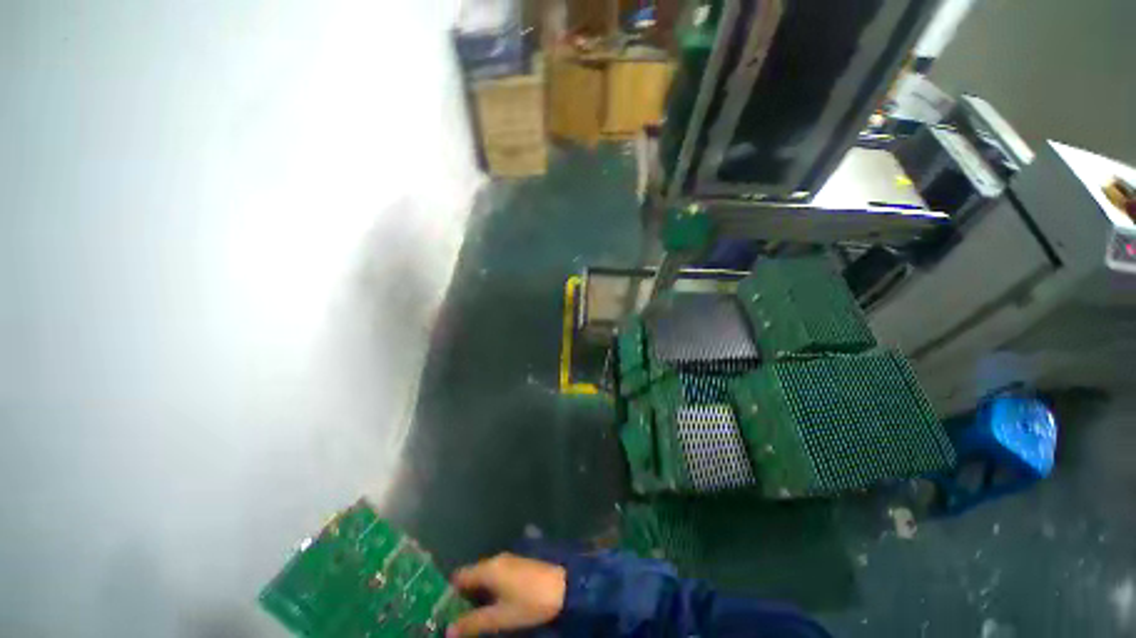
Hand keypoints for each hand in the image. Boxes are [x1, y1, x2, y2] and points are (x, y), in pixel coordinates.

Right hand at [447, 553, 566, 636]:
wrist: (562, 586)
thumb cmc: (529, 601)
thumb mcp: (500, 617)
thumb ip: (474, 623)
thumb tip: (448, 630)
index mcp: (488, 568)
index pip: (460, 576)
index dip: (449, 592)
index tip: (441, 610)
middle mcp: (496, 560)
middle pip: (471, 575)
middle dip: (462, 596)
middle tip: (455, 618)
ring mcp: (509, 561)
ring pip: (484, 576)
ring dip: (476, 593)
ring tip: (470, 615)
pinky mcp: (518, 565)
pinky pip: (496, 575)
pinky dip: (489, 589)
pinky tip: (490, 605)